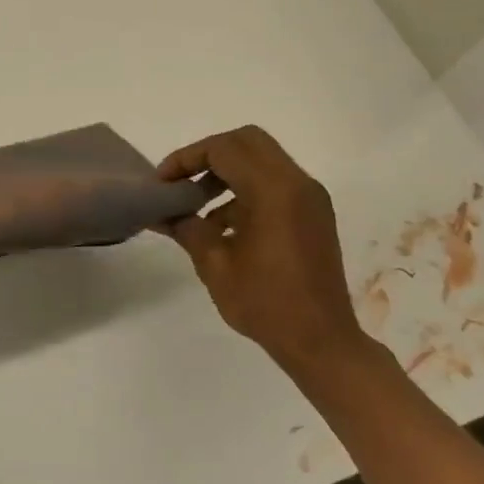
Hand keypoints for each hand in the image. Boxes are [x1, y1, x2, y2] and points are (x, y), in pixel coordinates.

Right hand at [157, 126, 374, 372]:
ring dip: (226, 172)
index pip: (223, 149)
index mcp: (274, 191)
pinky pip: (274, 183)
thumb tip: (162, 212)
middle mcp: (297, 183)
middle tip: (180, 181)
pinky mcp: (313, 214)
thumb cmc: (265, 303)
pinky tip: (221, 225)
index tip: (162, 183)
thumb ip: (186, 228)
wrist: (321, 342)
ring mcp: (309, 198)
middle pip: (246, 142)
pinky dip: (245, 189)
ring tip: (194, 205)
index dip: (186, 158)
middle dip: (207, 155)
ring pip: (261, 160)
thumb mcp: (214, 265)